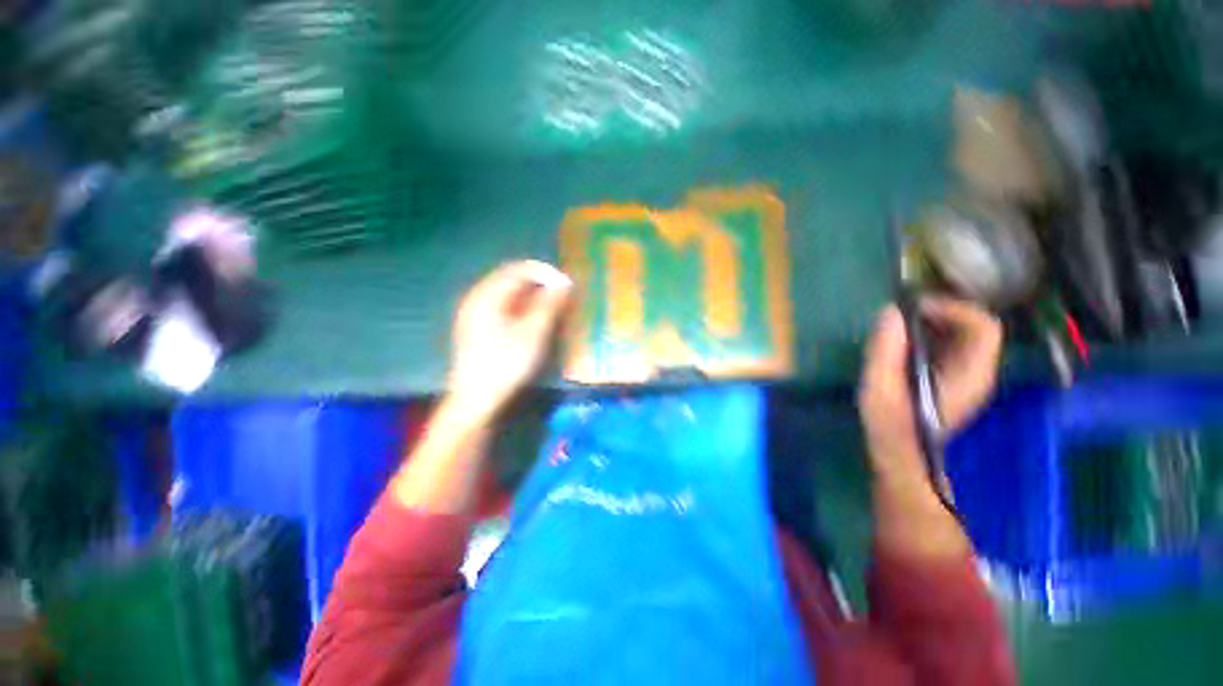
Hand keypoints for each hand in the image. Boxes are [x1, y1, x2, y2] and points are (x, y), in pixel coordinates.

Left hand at [448, 260, 572, 418]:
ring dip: (531, 295)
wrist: (476, 400)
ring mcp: (473, 314)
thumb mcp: (533, 333)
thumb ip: (549, 304)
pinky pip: (501, 307)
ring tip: (551, 307)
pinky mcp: (476, 328)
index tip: (567, 284)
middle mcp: (476, 298)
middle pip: (511, 279)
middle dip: (539, 283)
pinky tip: (531, 320)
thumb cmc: (506, 364)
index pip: (518, 270)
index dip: (545, 272)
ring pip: (507, 293)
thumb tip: (564, 283)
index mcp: (486, 295)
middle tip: (561, 295)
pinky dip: (521, 307)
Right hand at [858, 298, 1002, 486]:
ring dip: (933, 324)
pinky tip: (904, 344)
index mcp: (970, 373)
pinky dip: (930, 336)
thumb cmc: (891, 423)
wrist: (900, 455)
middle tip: (902, 316)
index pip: (983, 326)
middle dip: (940, 313)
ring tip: (899, 327)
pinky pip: (951, 346)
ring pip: (963, 335)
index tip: (914, 310)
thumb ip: (886, 350)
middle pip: (974, 327)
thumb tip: (890, 311)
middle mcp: (978, 371)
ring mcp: (968, 376)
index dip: (952, 309)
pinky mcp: (953, 380)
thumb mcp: (880, 387)